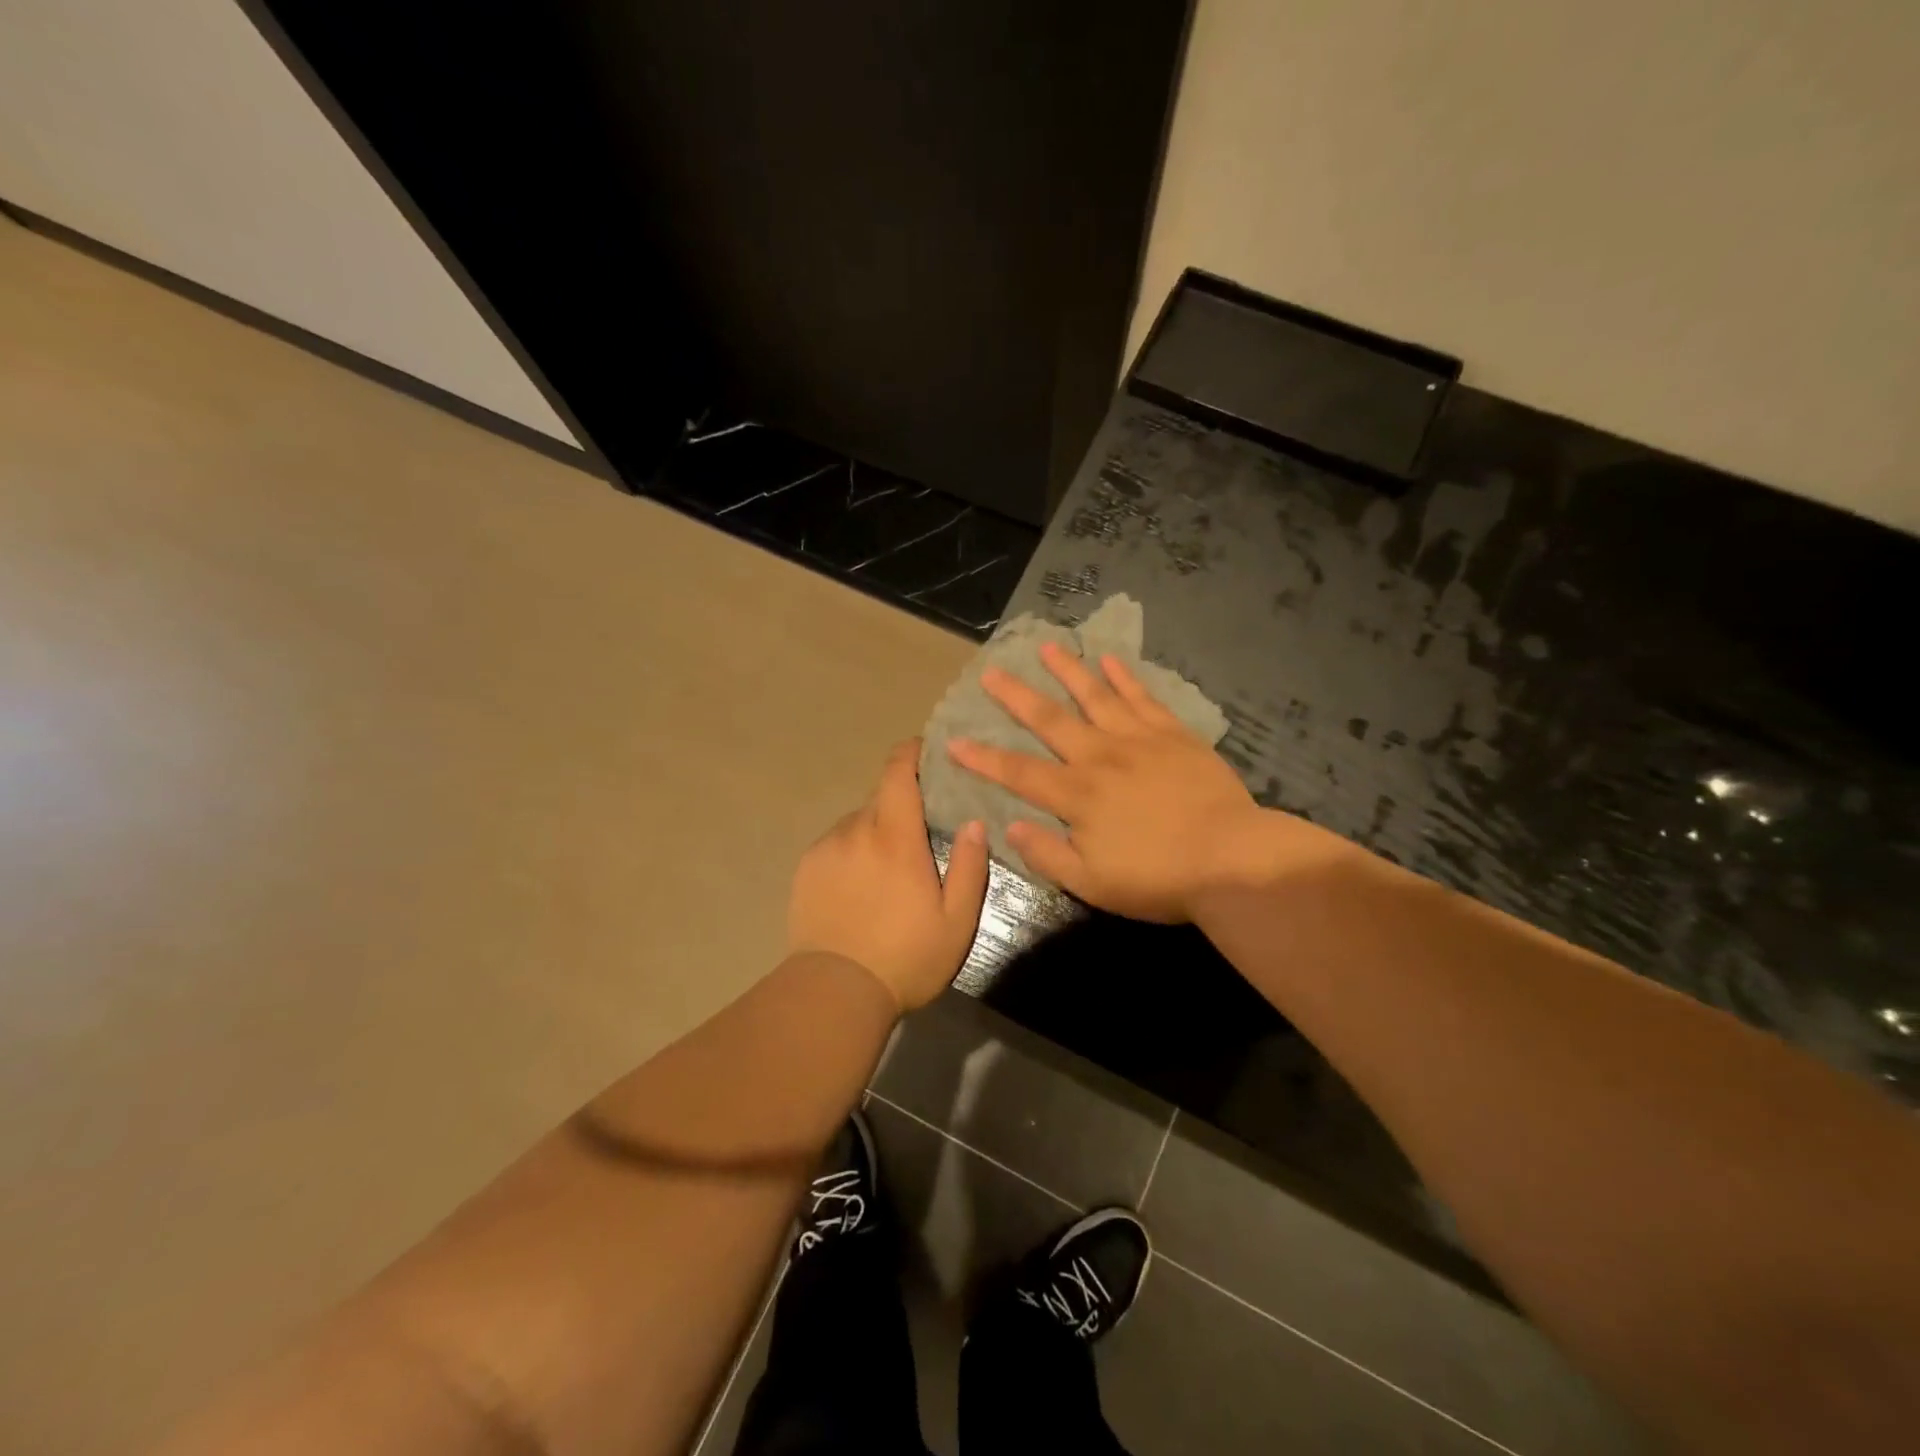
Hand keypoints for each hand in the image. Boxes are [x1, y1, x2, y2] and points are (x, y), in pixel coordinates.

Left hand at [787, 740, 989, 1011]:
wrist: (834, 992)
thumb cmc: (906, 958)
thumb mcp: (956, 921)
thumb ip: (970, 866)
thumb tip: (975, 822)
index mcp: (896, 838)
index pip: (898, 773)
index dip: (910, 752)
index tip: (923, 749)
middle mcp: (857, 831)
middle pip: (880, 797)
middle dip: (901, 803)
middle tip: (919, 832)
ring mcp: (826, 848)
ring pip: (857, 822)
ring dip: (875, 831)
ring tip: (887, 869)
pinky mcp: (806, 869)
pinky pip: (836, 844)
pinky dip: (852, 851)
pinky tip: (859, 886)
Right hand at [947, 643, 1276, 921]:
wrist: (1231, 860)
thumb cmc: (1158, 878)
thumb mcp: (1092, 883)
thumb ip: (1047, 853)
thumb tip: (1009, 825)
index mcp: (1076, 795)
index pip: (1018, 772)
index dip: (983, 758)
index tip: (953, 741)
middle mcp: (1099, 757)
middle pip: (1050, 720)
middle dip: (1016, 696)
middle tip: (991, 671)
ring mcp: (1138, 740)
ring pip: (1095, 696)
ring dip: (1068, 670)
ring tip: (1047, 647)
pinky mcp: (1173, 734)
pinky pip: (1143, 698)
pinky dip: (1125, 677)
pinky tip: (1110, 659)